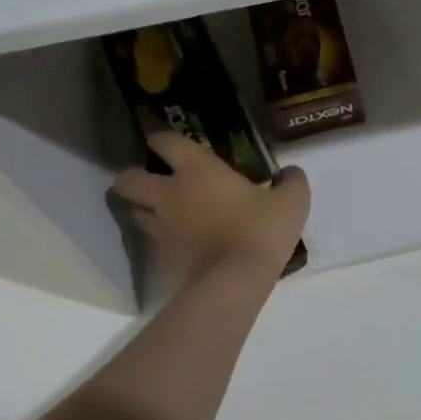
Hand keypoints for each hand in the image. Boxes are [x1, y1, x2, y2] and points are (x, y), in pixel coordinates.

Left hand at [113, 132, 309, 289]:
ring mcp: (161, 228)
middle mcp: (170, 195)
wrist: (234, 283)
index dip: (158, 136)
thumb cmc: (260, 231)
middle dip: (131, 176)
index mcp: (197, 170)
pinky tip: (178, 238)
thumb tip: (290, 173)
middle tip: (148, 177)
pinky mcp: (162, 258)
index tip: (157, 136)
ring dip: (141, 207)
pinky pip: (153, 240)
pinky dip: (160, 236)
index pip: (166, 143)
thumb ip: (292, 181)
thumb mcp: (291, 202)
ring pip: (133, 211)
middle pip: (128, 180)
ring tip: (158, 208)